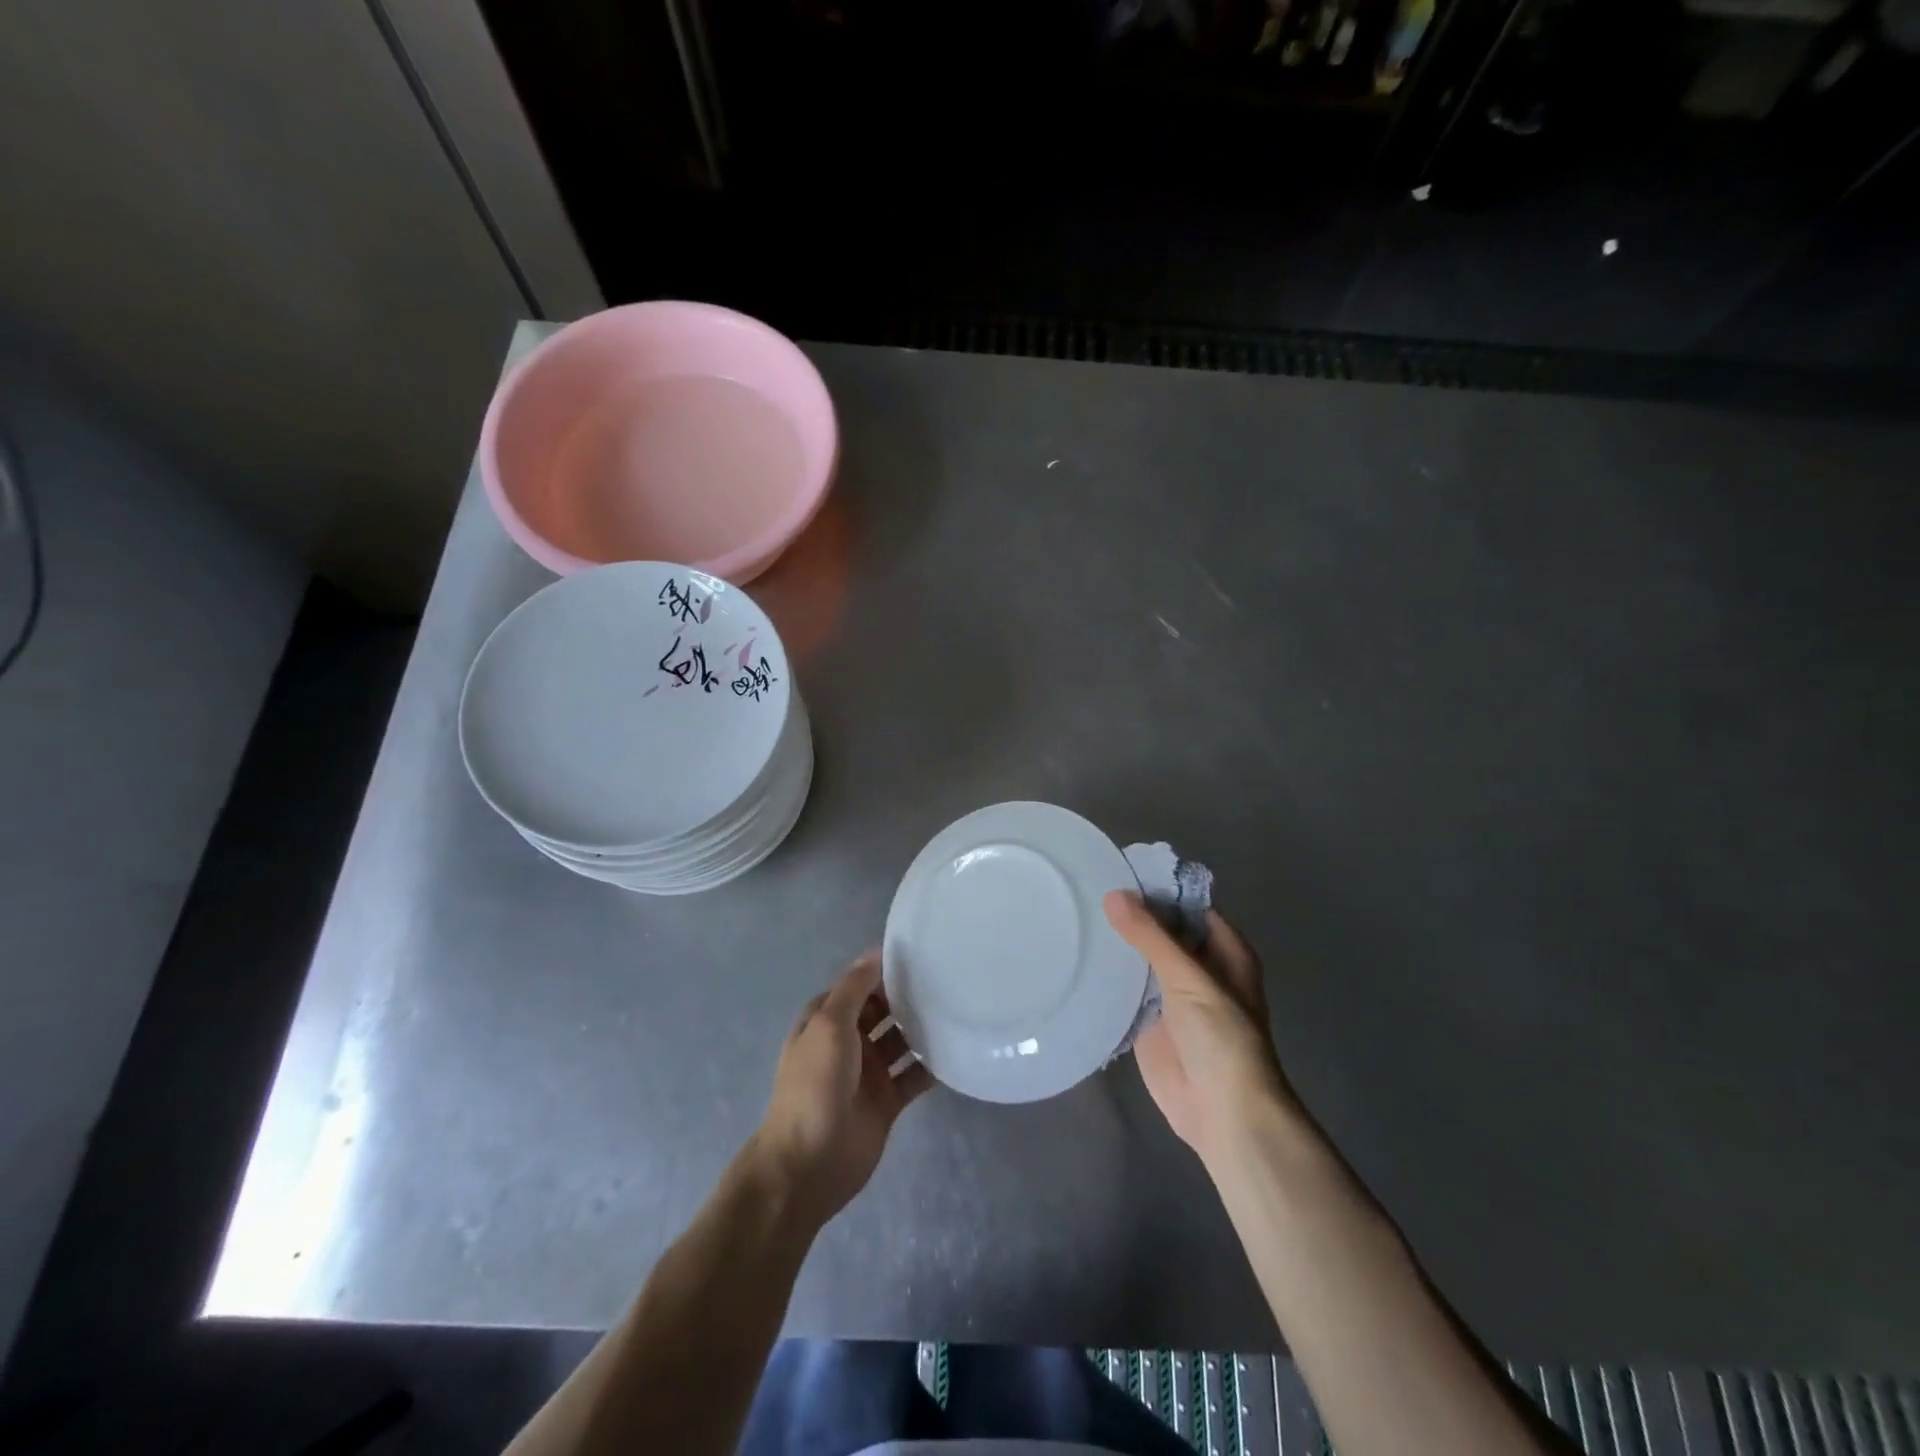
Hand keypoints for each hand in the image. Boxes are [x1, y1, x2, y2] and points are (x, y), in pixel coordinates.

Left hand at [751, 951, 931, 1227]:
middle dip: (908, 996)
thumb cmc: (814, 1086)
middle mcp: (848, 1040)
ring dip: (923, 1028)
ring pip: (901, 1040)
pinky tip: (958, 1050)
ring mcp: (868, 1071)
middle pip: (883, 1010)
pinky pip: (914, 1075)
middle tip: (949, 978)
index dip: (884, 970)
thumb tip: (875, 951)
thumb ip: (853, 989)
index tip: (921, 953)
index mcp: (827, 1020)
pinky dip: (932, 1065)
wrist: (808, 1165)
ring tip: (959, 1008)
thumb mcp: (829, 1026)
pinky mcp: (887, 1100)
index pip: (859, 984)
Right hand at [1104, 891, 1295, 1169]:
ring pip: (1141, 959)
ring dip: (1117, 944)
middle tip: (1085, 888)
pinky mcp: (1149, 1022)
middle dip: (1131, 915)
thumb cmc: (1221, 1038)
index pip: (1187, 905)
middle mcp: (1198, 968)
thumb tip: (1113, 894)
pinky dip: (1107, 976)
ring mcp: (1172, 996)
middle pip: (1162, 931)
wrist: (1222, 1113)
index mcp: (1223, 951)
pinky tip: (1077, 956)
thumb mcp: (1188, 978)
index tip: (1116, 869)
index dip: (1157, 888)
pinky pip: (1126, 990)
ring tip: (1074, 915)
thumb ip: (1150, 936)